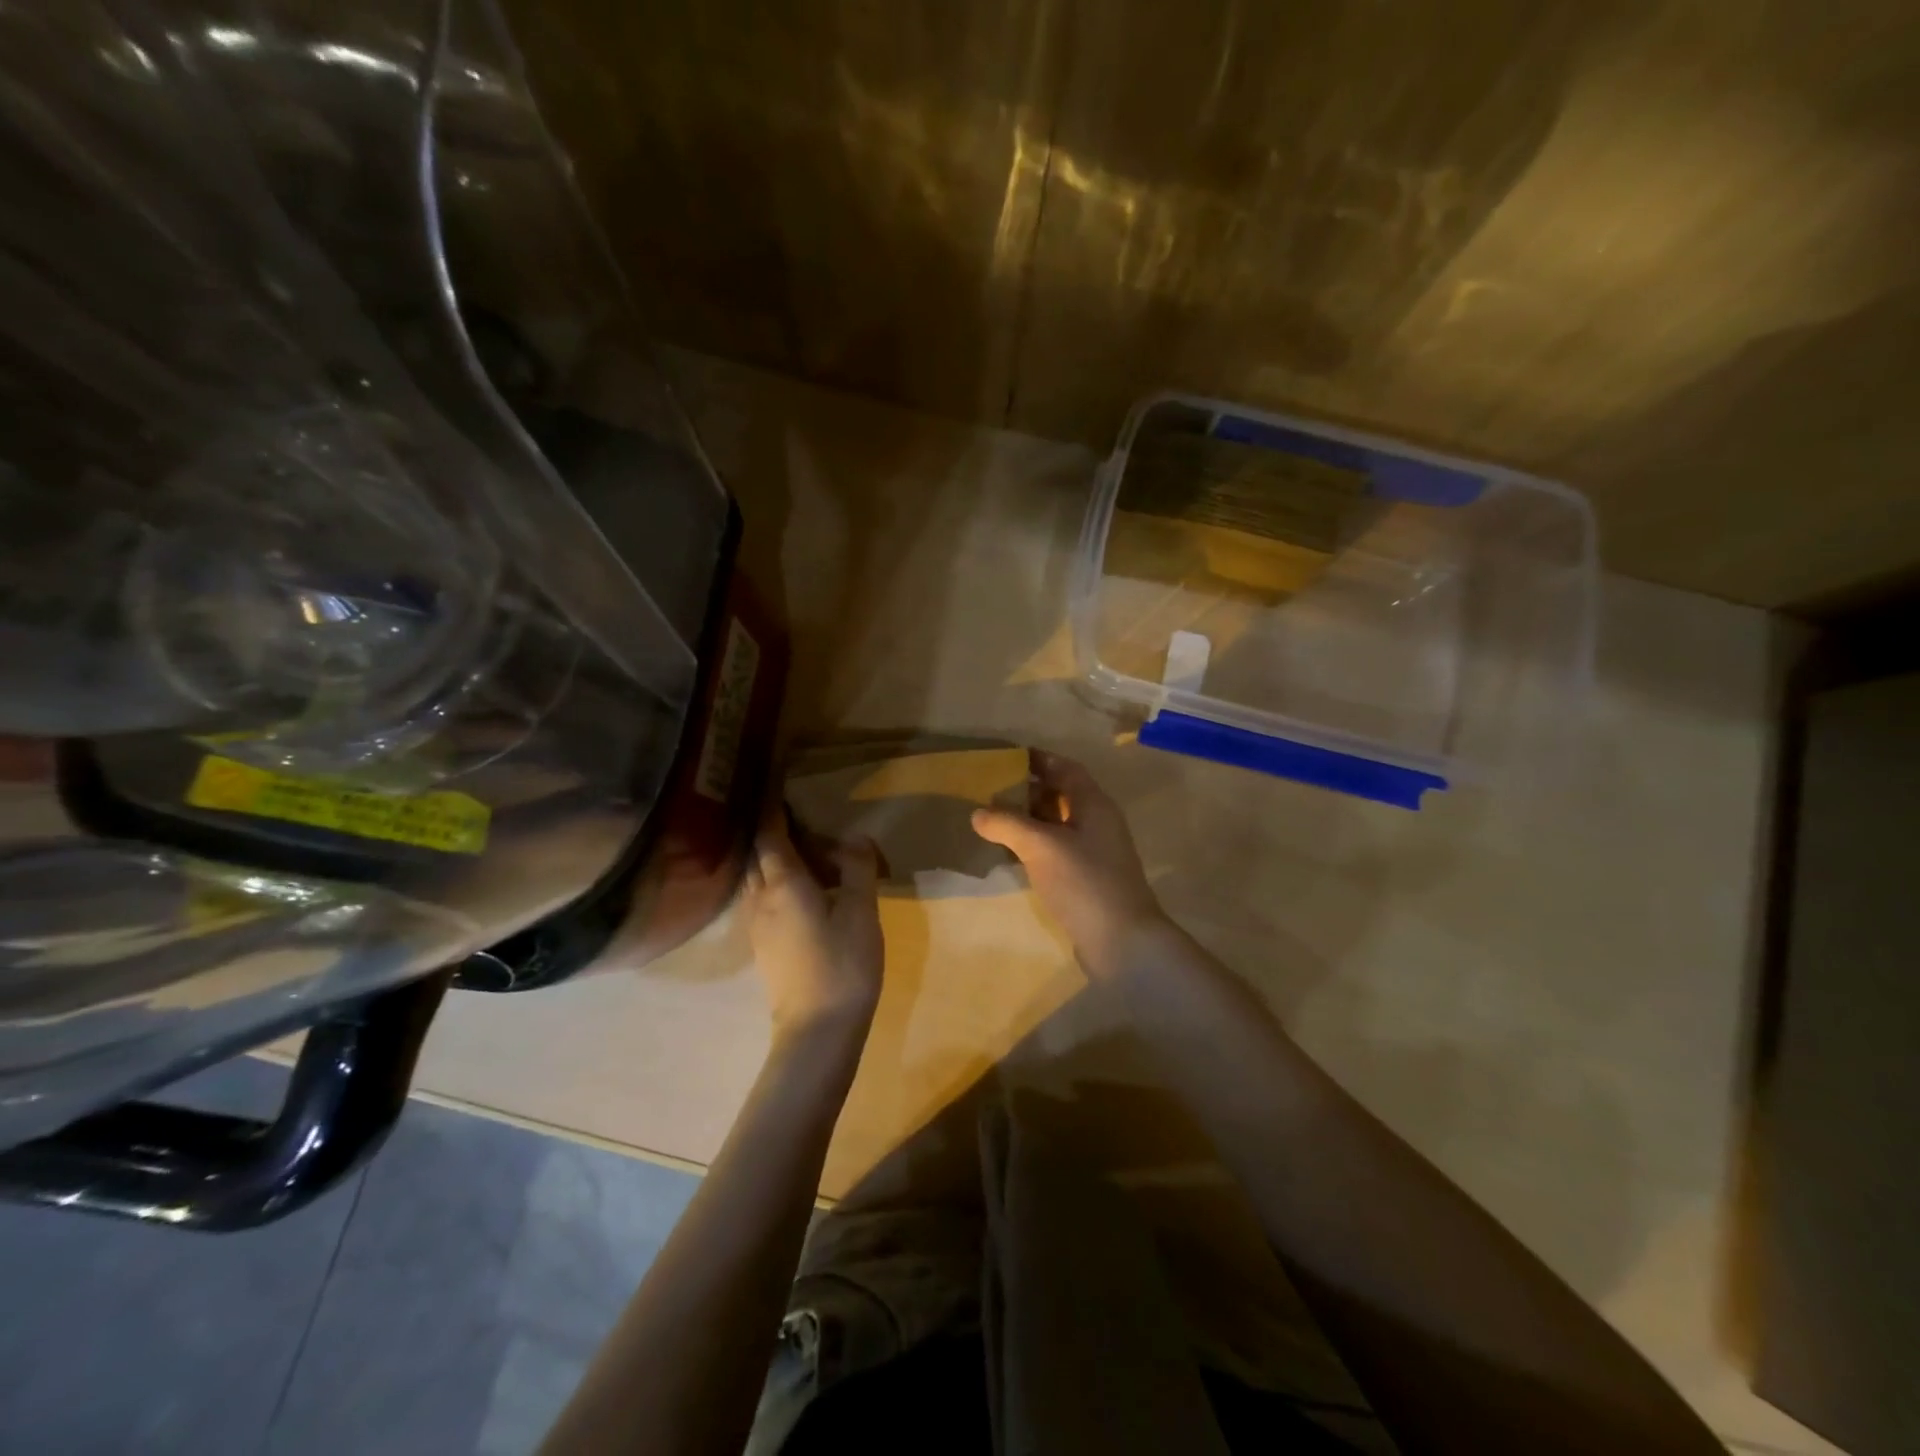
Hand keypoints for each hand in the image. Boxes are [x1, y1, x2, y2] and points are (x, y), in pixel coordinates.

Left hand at [746, 807, 883, 1045]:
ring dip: (771, 858)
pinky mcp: (762, 945)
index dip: (772, 810)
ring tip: (798, 848)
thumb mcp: (862, 912)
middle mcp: (760, 898)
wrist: (817, 1030)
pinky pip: (760, 898)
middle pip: (757, 854)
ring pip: (756, 878)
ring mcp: (756, 924)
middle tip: (795, 816)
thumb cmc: (843, 965)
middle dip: (771, 832)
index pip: (769, 835)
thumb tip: (854, 836)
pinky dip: (774, 881)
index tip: (776, 786)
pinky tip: (797, 888)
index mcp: (784, 884)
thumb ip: (858, 869)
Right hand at [971, 750, 1169, 976]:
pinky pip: (1057, 851)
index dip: (1040, 760)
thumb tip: (978, 812)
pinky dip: (1034, 847)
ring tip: (994, 821)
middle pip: (1062, 795)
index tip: (1008, 757)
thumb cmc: (1085, 882)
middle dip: (1029, 790)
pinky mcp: (1087, 880)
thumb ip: (1008, 824)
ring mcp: (1094, 853)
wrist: (1123, 942)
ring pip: (1058, 825)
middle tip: (992, 790)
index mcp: (1094, 804)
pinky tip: (1011, 855)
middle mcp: (1097, 823)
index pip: (1066, 769)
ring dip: (1029, 820)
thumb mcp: (1041, 846)